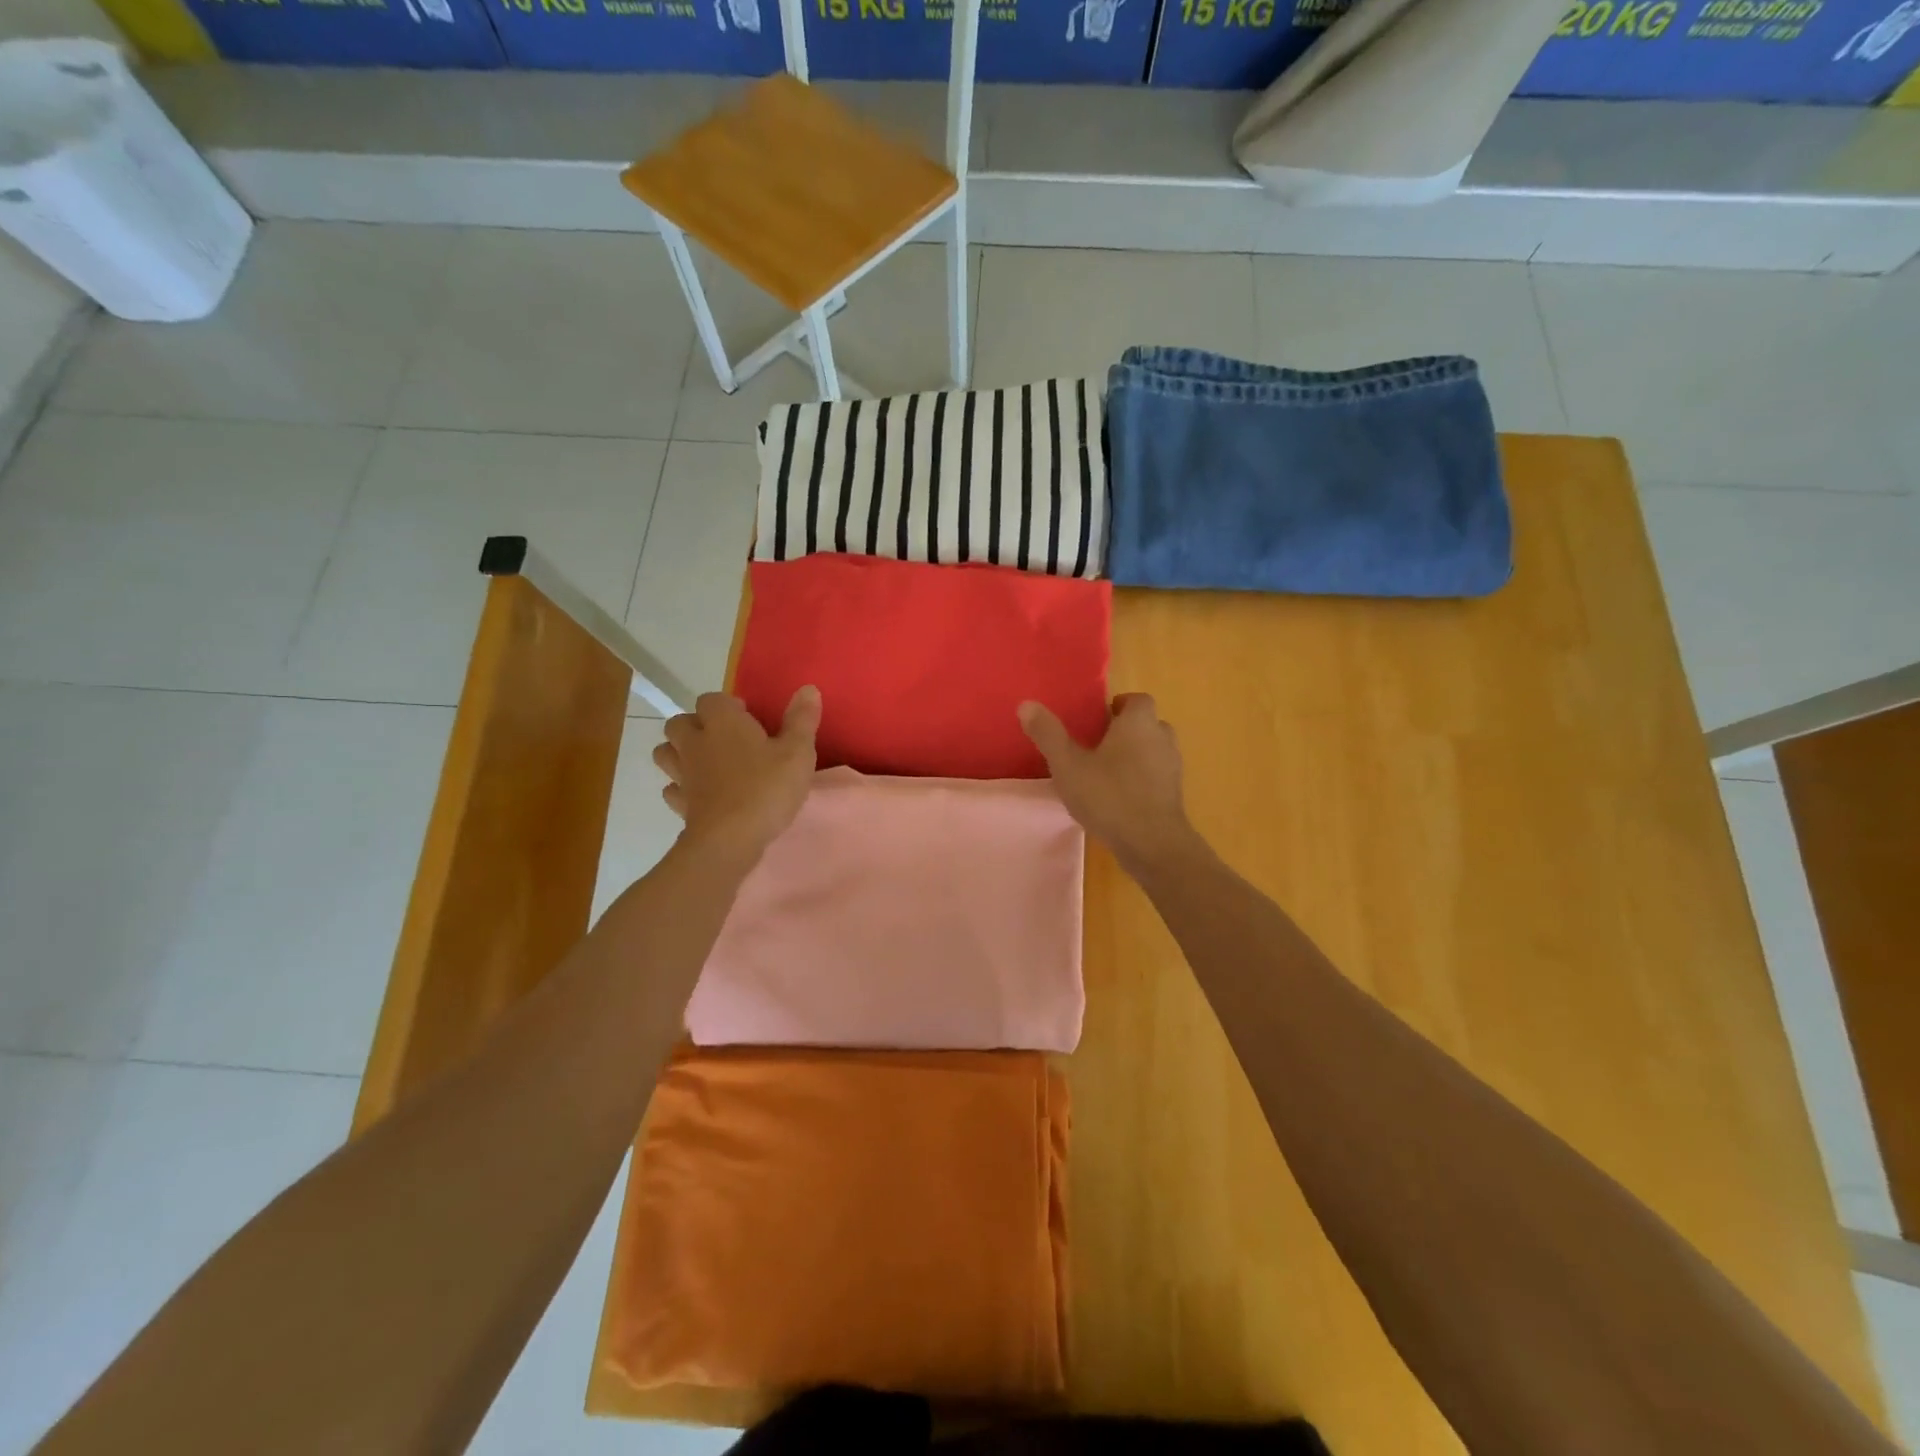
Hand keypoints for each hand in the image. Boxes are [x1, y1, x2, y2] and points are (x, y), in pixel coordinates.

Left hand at [653, 688, 819, 861]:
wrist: (730, 839)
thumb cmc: (767, 788)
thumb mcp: (797, 752)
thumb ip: (801, 720)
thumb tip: (808, 688)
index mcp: (723, 723)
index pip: (712, 699)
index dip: (728, 706)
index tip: (749, 719)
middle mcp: (696, 742)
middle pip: (680, 722)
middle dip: (696, 725)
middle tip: (725, 739)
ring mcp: (683, 774)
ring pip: (666, 752)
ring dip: (680, 752)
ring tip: (707, 763)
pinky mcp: (680, 804)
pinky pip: (672, 788)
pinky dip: (682, 787)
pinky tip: (701, 794)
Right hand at [1018, 693, 1199, 874]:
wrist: (1152, 843)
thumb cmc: (1109, 796)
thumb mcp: (1068, 765)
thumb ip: (1048, 734)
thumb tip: (1027, 704)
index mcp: (1138, 724)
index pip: (1137, 700)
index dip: (1119, 705)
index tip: (1098, 719)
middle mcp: (1161, 738)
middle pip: (1148, 724)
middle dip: (1126, 730)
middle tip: (1098, 745)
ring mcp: (1172, 768)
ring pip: (1154, 751)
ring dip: (1136, 755)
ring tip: (1107, 772)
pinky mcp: (1175, 795)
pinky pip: (1157, 776)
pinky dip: (1142, 780)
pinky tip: (1120, 797)